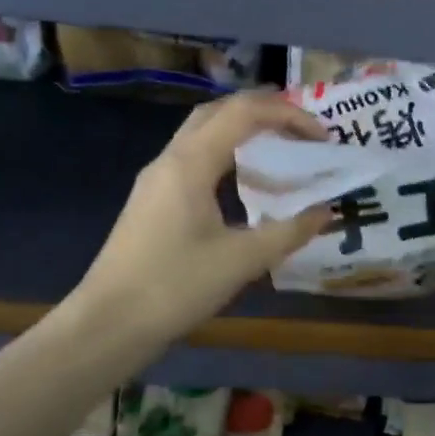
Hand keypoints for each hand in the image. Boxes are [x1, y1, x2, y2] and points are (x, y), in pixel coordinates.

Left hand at [79, 92, 330, 343]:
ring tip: (279, 150)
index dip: (288, 114)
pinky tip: (244, 184)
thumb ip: (289, 232)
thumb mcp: (242, 260)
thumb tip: (326, 212)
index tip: (322, 137)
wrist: (108, 324)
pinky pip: (193, 159)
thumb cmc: (176, 286)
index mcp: (191, 162)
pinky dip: (225, 156)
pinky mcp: (151, 201)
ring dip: (242, 131)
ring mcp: (156, 179)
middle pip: (219, 111)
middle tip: (302, 131)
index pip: (244, 112)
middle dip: (264, 112)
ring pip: (202, 134)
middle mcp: (170, 159)